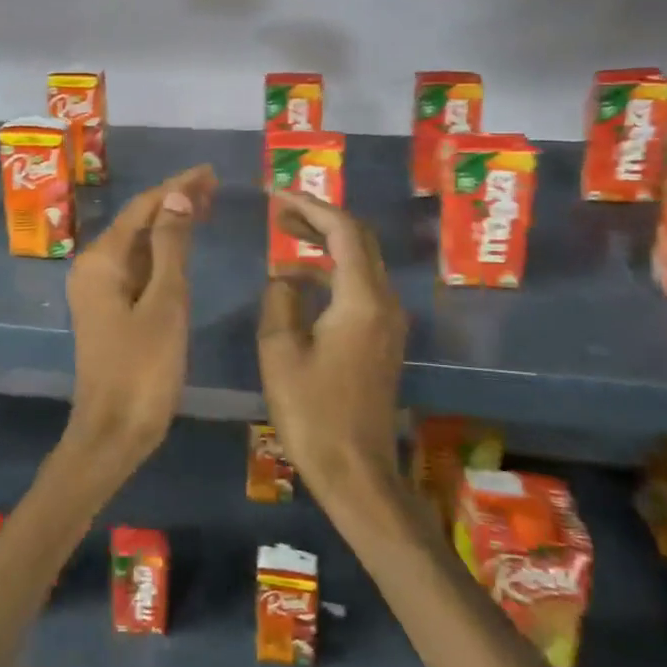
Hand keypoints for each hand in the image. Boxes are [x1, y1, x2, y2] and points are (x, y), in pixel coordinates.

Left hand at [63, 165, 216, 475]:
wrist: (113, 432)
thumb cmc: (143, 368)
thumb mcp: (165, 303)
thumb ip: (171, 247)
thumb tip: (176, 196)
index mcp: (102, 260)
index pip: (143, 207)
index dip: (177, 186)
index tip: (210, 170)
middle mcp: (93, 267)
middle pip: (137, 222)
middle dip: (173, 201)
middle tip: (214, 186)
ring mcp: (98, 289)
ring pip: (137, 245)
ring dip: (168, 226)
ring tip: (206, 207)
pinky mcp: (109, 309)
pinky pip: (136, 268)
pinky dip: (161, 254)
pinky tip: (182, 249)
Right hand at [257, 191, 407, 499]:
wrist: (355, 471)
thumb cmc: (312, 412)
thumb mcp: (280, 351)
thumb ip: (280, 301)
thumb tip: (286, 279)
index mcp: (361, 300)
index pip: (343, 232)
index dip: (310, 206)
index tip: (277, 195)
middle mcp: (385, 303)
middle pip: (359, 241)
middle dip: (320, 219)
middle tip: (280, 211)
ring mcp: (388, 322)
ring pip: (361, 263)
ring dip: (326, 244)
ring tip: (286, 236)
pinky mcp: (382, 340)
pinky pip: (360, 287)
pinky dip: (332, 272)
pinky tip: (300, 282)